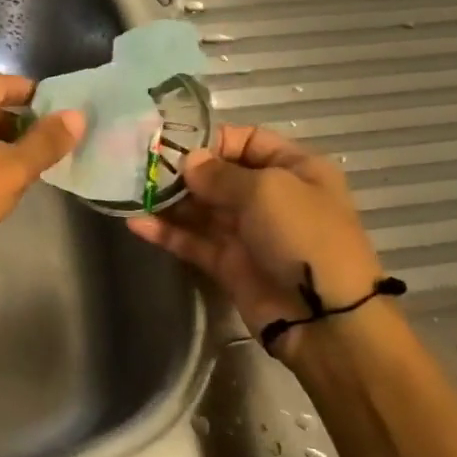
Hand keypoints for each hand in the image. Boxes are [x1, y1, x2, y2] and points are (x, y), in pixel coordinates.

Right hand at [127, 124, 386, 339]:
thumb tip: (188, 162)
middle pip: (219, 175)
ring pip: (201, 209)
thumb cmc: (303, 236)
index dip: (212, 140)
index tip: (173, 143)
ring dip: (168, 201)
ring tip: (132, 191)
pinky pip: (192, 241)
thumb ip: (220, 174)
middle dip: (182, 171)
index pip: (248, 141)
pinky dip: (166, 232)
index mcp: (293, 169)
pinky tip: (135, 222)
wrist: (324, 316)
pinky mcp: (227, 263)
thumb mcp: (267, 190)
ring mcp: (247, 232)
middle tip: (142, 167)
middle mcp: (270, 197)